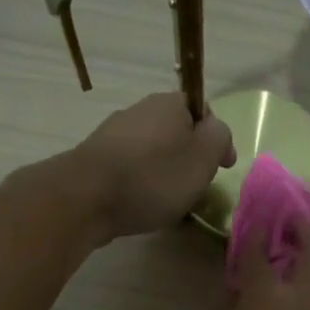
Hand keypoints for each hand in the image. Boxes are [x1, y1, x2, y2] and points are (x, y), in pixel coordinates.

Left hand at [72, 93, 235, 240]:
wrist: (86, 198)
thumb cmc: (154, 176)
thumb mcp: (203, 157)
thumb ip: (219, 138)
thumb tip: (216, 130)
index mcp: (168, 103)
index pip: (201, 109)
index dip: (215, 137)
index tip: (223, 166)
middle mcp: (139, 110)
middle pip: (176, 132)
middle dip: (189, 157)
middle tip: (198, 186)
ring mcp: (113, 134)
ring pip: (152, 152)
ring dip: (165, 173)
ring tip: (171, 202)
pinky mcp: (96, 160)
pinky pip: (131, 170)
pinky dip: (142, 185)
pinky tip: (143, 206)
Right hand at [189, 220, 309, 309]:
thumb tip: (232, 290)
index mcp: (266, 298)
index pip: (260, 251)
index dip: (255, 228)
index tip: (254, 209)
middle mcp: (297, 303)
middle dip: (307, 230)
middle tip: (294, 216)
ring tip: (289, 249)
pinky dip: (304, 285)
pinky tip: (282, 292)